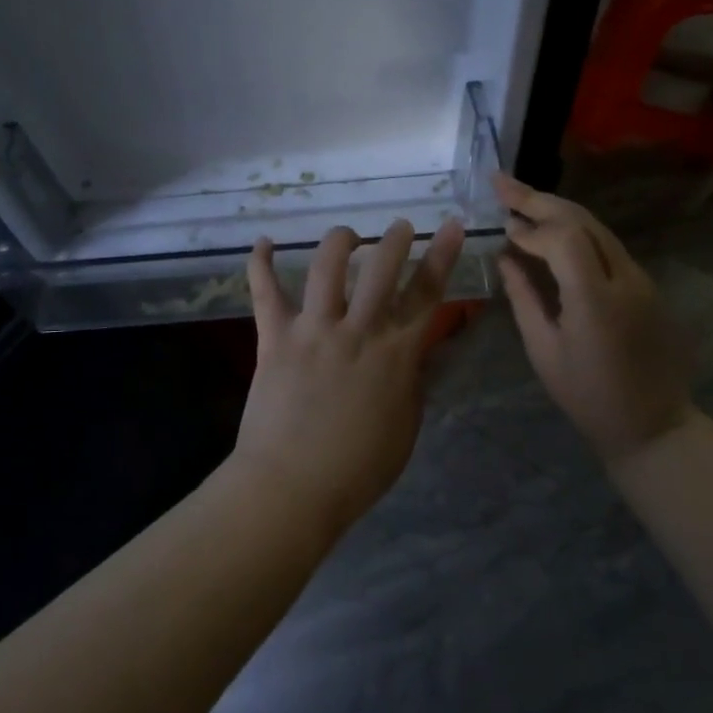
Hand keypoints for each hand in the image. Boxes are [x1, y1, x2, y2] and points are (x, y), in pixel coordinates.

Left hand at [232, 218, 465, 537]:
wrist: (292, 487)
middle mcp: (357, 330)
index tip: (451, 225)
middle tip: (400, 227)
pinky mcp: (274, 337)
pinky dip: (261, 264)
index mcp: (395, 353)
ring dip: (341, 241)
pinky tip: (264, 242)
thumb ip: (414, 382)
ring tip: (348, 236)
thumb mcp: (405, 428)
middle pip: (381, 267)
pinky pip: (265, 292)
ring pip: (327, 266)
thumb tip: (423, 351)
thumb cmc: (357, 469)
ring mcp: (313, 329)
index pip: (427, 293)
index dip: (442, 255)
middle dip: (395, 239)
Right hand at [493, 173, 692, 466]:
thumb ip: (523, 298)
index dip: (530, 228)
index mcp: (595, 300)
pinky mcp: (646, 285)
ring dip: (557, 209)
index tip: (504, 230)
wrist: (653, 425)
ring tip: (521, 198)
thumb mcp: (544, 351)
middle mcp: (625, 279)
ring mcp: (642, 279)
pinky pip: (607, 245)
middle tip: (501, 182)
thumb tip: (506, 258)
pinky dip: (575, 230)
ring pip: (597, 227)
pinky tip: (551, 229)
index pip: (563, 239)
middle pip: (582, 221)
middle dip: (538, 198)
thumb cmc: (588, 396)